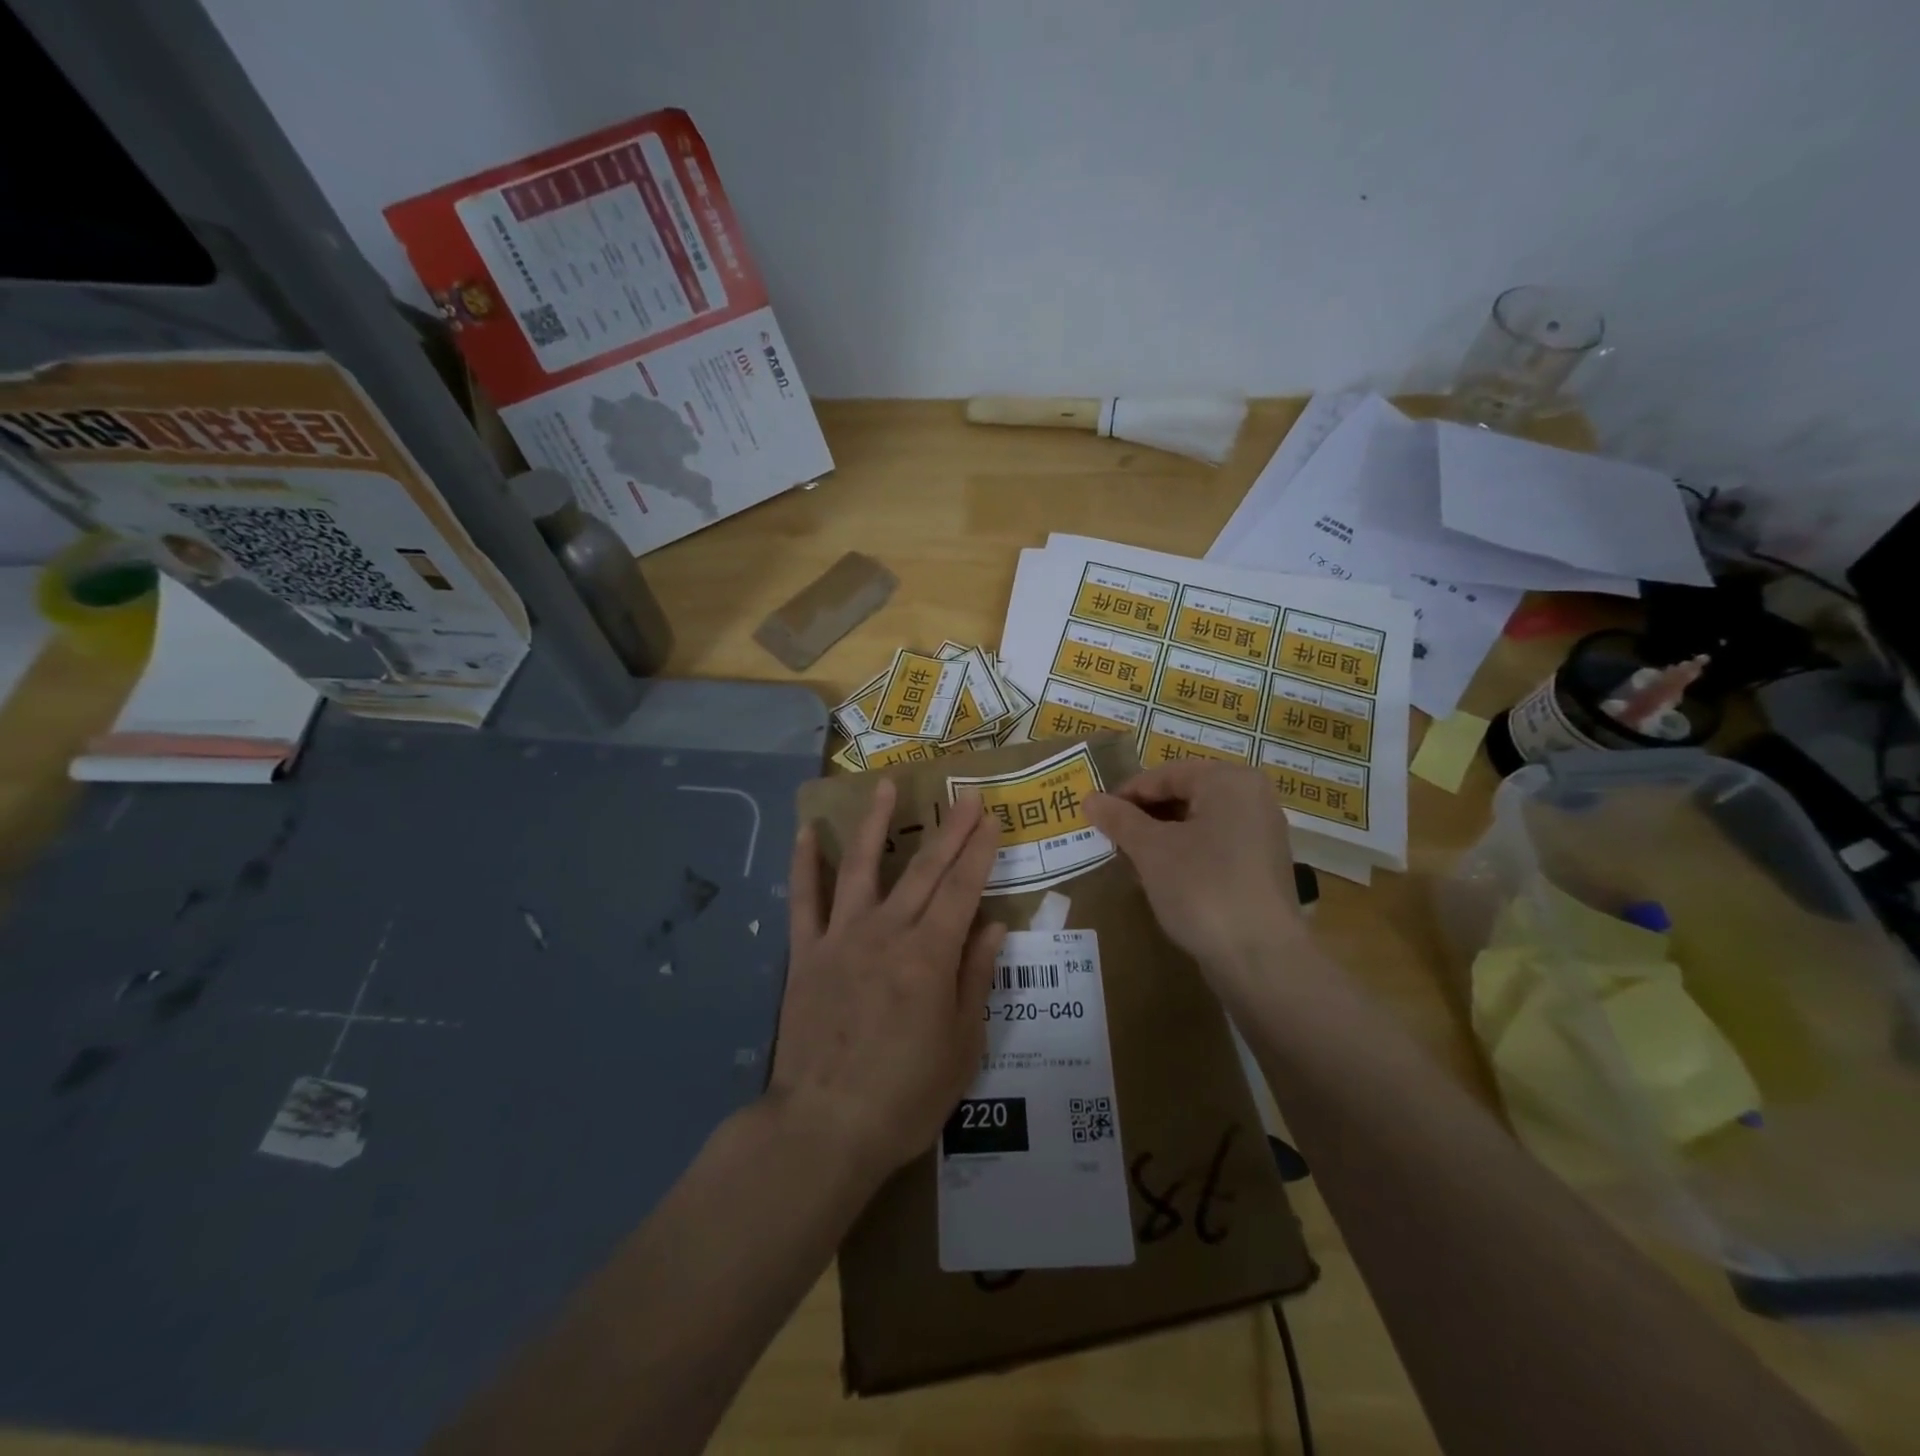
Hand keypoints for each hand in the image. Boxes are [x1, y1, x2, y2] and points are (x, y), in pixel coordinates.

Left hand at [771, 780, 1006, 1184]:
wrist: (823, 1128)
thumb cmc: (904, 1097)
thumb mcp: (962, 1047)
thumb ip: (976, 979)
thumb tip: (994, 926)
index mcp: (930, 956)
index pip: (962, 890)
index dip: (979, 852)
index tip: (991, 819)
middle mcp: (886, 933)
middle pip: (923, 870)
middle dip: (949, 830)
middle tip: (965, 795)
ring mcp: (840, 938)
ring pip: (859, 867)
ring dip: (874, 823)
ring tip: (886, 786)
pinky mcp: (805, 954)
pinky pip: (803, 901)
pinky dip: (804, 865)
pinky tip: (805, 832)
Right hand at [1086, 761, 1308, 990]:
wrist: (1260, 958)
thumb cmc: (1201, 888)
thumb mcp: (1151, 850)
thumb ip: (1120, 819)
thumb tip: (1090, 798)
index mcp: (1229, 781)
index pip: (1165, 774)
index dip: (1126, 793)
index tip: (1096, 815)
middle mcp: (1253, 798)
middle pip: (1184, 795)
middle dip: (1145, 815)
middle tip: (1111, 837)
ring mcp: (1262, 834)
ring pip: (1198, 822)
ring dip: (1162, 836)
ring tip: (1131, 858)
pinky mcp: (1262, 868)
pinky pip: (1215, 846)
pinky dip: (1185, 854)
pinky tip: (1162, 878)